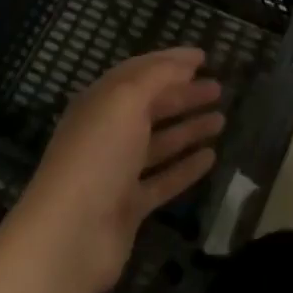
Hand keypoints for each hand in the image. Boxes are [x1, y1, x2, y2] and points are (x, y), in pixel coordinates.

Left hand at [11, 48, 224, 292]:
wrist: (70, 236)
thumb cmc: (98, 155)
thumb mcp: (126, 100)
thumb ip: (157, 76)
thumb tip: (184, 64)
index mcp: (101, 102)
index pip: (139, 71)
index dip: (171, 61)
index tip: (203, 56)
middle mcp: (107, 133)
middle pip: (151, 106)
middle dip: (184, 94)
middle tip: (218, 88)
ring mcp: (117, 172)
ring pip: (159, 143)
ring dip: (189, 129)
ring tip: (221, 119)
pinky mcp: (129, 207)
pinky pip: (163, 180)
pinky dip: (185, 167)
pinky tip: (211, 157)